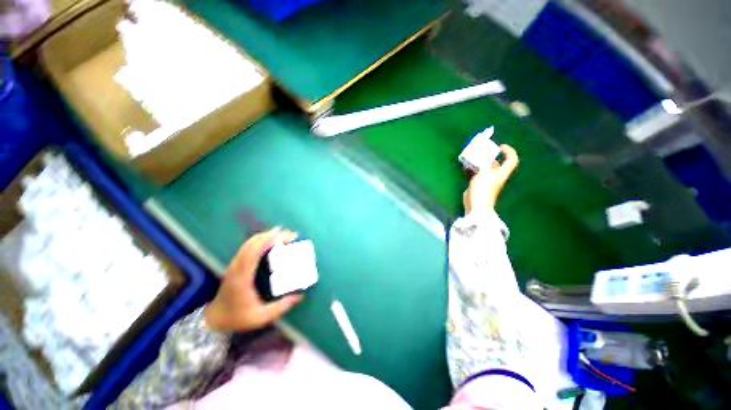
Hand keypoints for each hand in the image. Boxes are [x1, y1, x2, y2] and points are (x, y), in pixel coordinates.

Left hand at [205, 228, 302, 332]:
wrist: (214, 321)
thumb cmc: (237, 318)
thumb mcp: (261, 317)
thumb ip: (281, 307)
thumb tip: (300, 297)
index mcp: (242, 278)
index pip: (254, 253)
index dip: (268, 241)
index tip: (285, 236)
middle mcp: (236, 267)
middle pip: (252, 244)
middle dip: (271, 235)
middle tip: (290, 234)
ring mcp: (234, 265)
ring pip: (249, 243)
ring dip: (266, 236)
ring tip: (283, 234)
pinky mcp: (235, 265)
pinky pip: (247, 247)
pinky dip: (260, 240)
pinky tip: (270, 241)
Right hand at [463, 144, 518, 212]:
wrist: (476, 205)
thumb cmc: (483, 189)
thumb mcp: (484, 172)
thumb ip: (483, 161)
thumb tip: (483, 150)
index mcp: (502, 172)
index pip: (511, 160)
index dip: (509, 151)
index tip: (500, 146)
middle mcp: (496, 175)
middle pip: (495, 162)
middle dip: (488, 155)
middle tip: (480, 150)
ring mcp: (486, 180)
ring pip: (484, 167)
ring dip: (478, 161)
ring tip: (470, 156)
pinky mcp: (477, 183)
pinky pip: (476, 172)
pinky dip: (472, 168)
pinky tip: (465, 166)